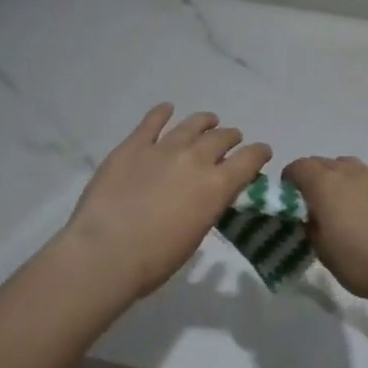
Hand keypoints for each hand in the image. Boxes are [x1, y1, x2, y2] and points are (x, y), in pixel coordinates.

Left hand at [60, 105, 270, 297]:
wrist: (106, 251)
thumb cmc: (155, 259)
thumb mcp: (196, 235)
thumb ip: (207, 207)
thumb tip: (208, 195)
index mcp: (217, 186)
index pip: (249, 159)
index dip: (259, 153)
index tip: (262, 152)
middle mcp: (196, 159)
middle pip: (221, 137)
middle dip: (230, 137)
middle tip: (231, 140)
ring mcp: (163, 148)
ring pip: (192, 124)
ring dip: (204, 122)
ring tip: (209, 120)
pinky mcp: (133, 146)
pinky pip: (151, 122)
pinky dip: (161, 113)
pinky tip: (166, 108)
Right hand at [282, 156, 367, 307]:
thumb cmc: (363, 262)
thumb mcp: (324, 254)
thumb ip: (312, 228)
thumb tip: (312, 217)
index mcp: (325, 185)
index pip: (299, 166)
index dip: (291, 179)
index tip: (291, 196)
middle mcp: (351, 172)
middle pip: (326, 163)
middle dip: (317, 177)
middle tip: (318, 203)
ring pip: (354, 166)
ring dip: (345, 179)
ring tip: (349, 203)